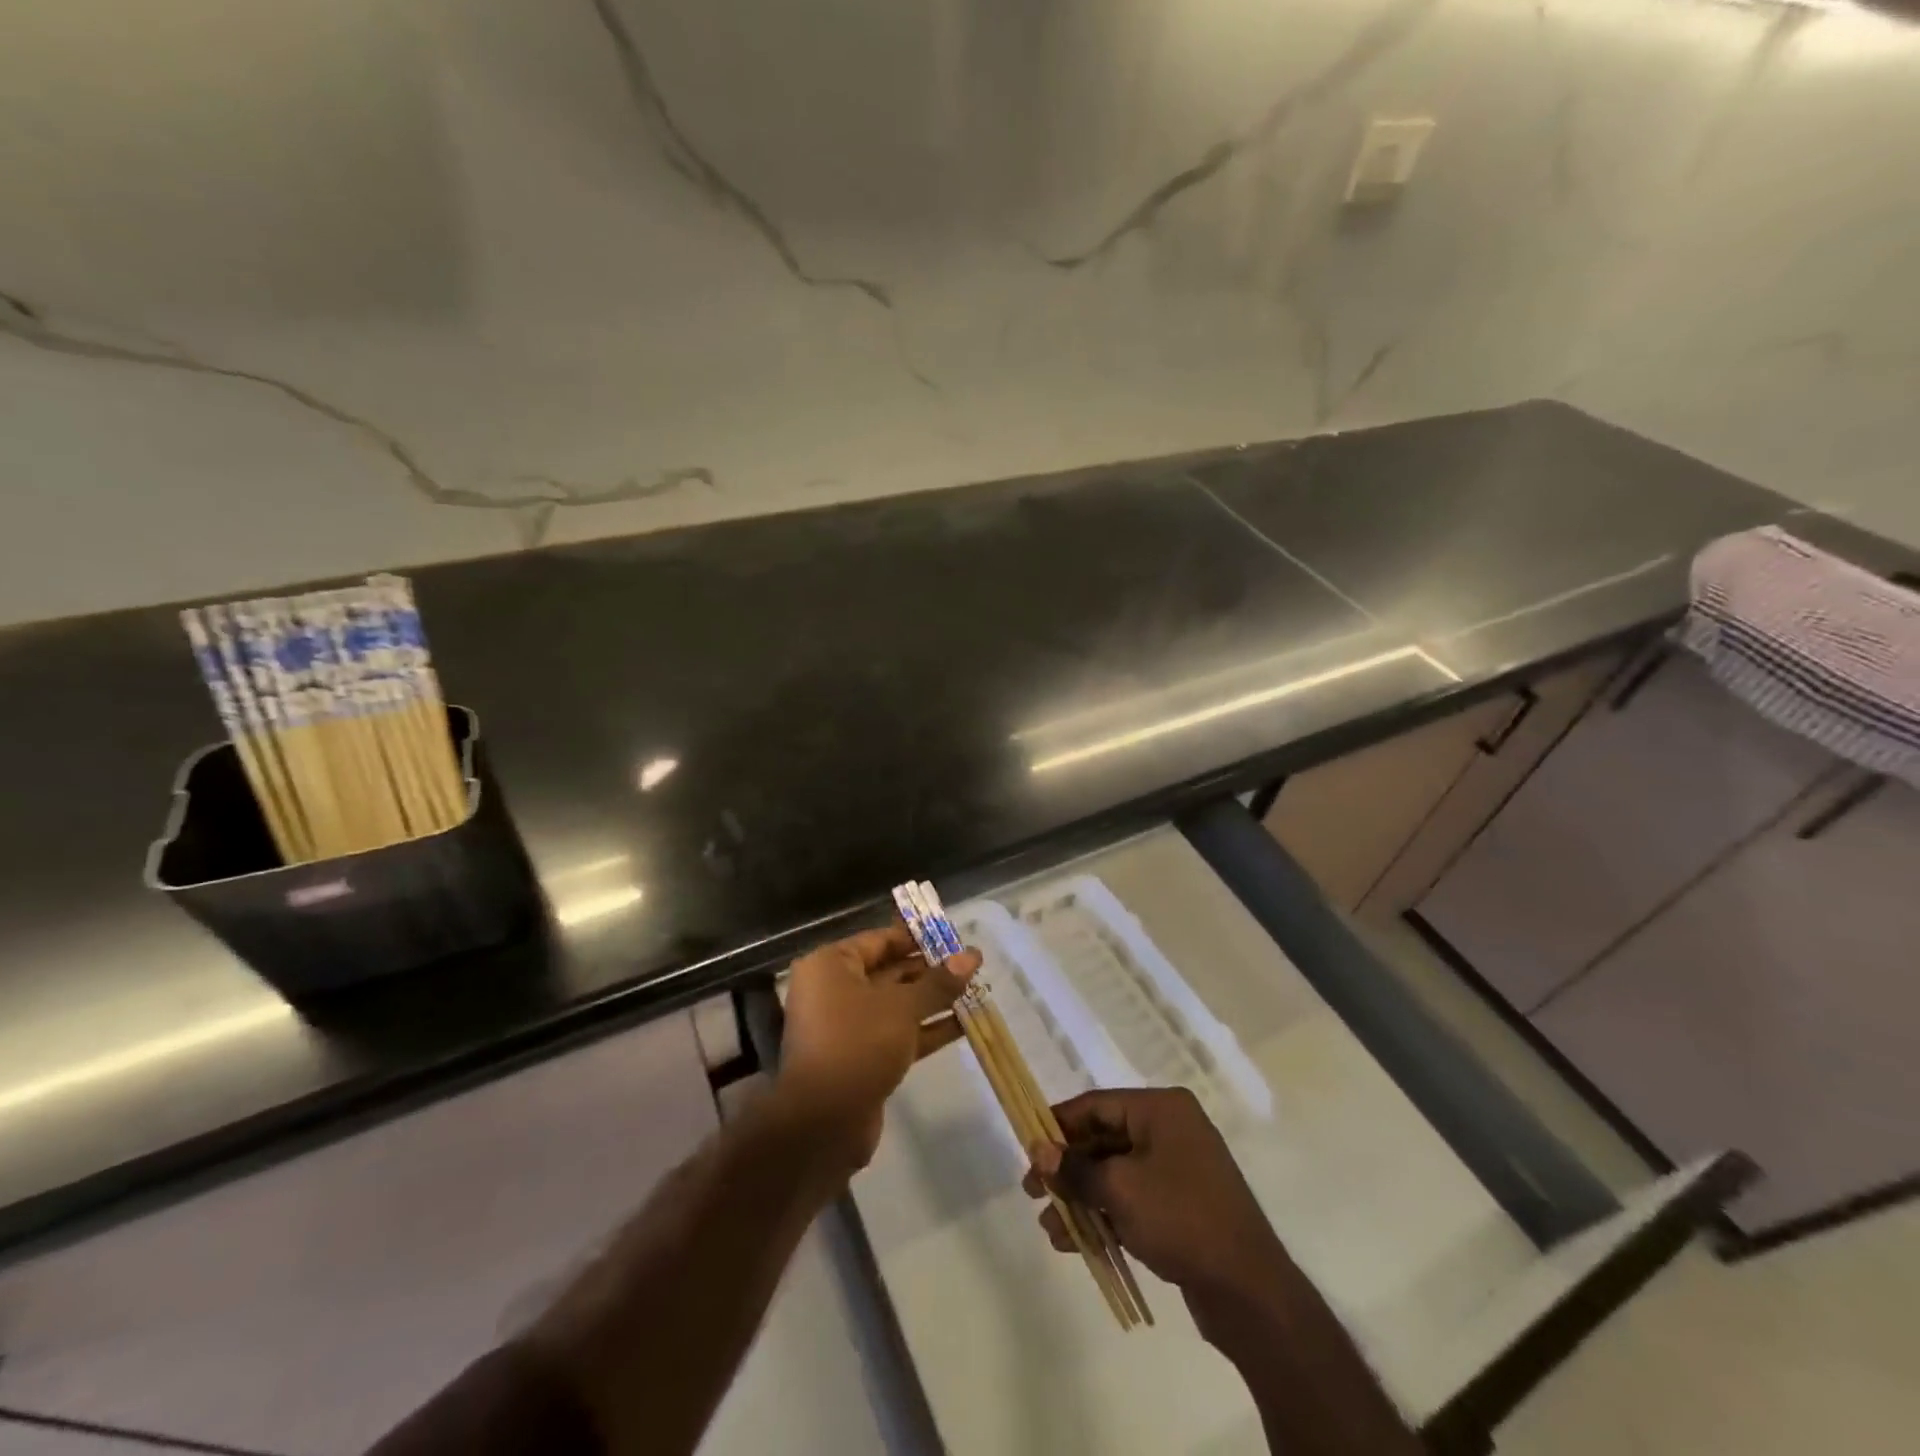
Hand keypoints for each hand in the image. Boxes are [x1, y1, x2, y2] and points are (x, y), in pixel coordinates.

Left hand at [777, 922, 979, 1170]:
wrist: (823, 1123)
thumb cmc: (857, 1043)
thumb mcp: (902, 1007)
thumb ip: (938, 982)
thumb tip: (972, 956)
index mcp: (831, 965)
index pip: (879, 940)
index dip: (917, 938)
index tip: (953, 937)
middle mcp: (834, 990)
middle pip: (889, 971)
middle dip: (930, 970)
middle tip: (971, 965)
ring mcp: (847, 1027)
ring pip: (896, 1005)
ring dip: (932, 1000)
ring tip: (975, 990)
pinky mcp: (861, 1058)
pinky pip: (897, 1034)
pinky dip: (925, 1029)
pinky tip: (963, 1024)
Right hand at [1024, 1088, 1293, 1330]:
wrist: (1250, 1291)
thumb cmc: (1181, 1219)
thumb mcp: (1120, 1189)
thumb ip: (1075, 1168)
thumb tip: (1038, 1149)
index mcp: (1161, 1109)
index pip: (1096, 1105)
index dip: (1058, 1125)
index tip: (1027, 1147)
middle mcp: (1170, 1129)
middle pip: (1104, 1139)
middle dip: (1067, 1168)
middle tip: (1032, 1191)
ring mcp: (1177, 1168)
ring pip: (1114, 1173)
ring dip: (1081, 1197)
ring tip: (1049, 1228)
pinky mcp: (1180, 1205)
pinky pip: (1131, 1198)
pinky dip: (1104, 1214)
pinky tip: (1074, 1242)